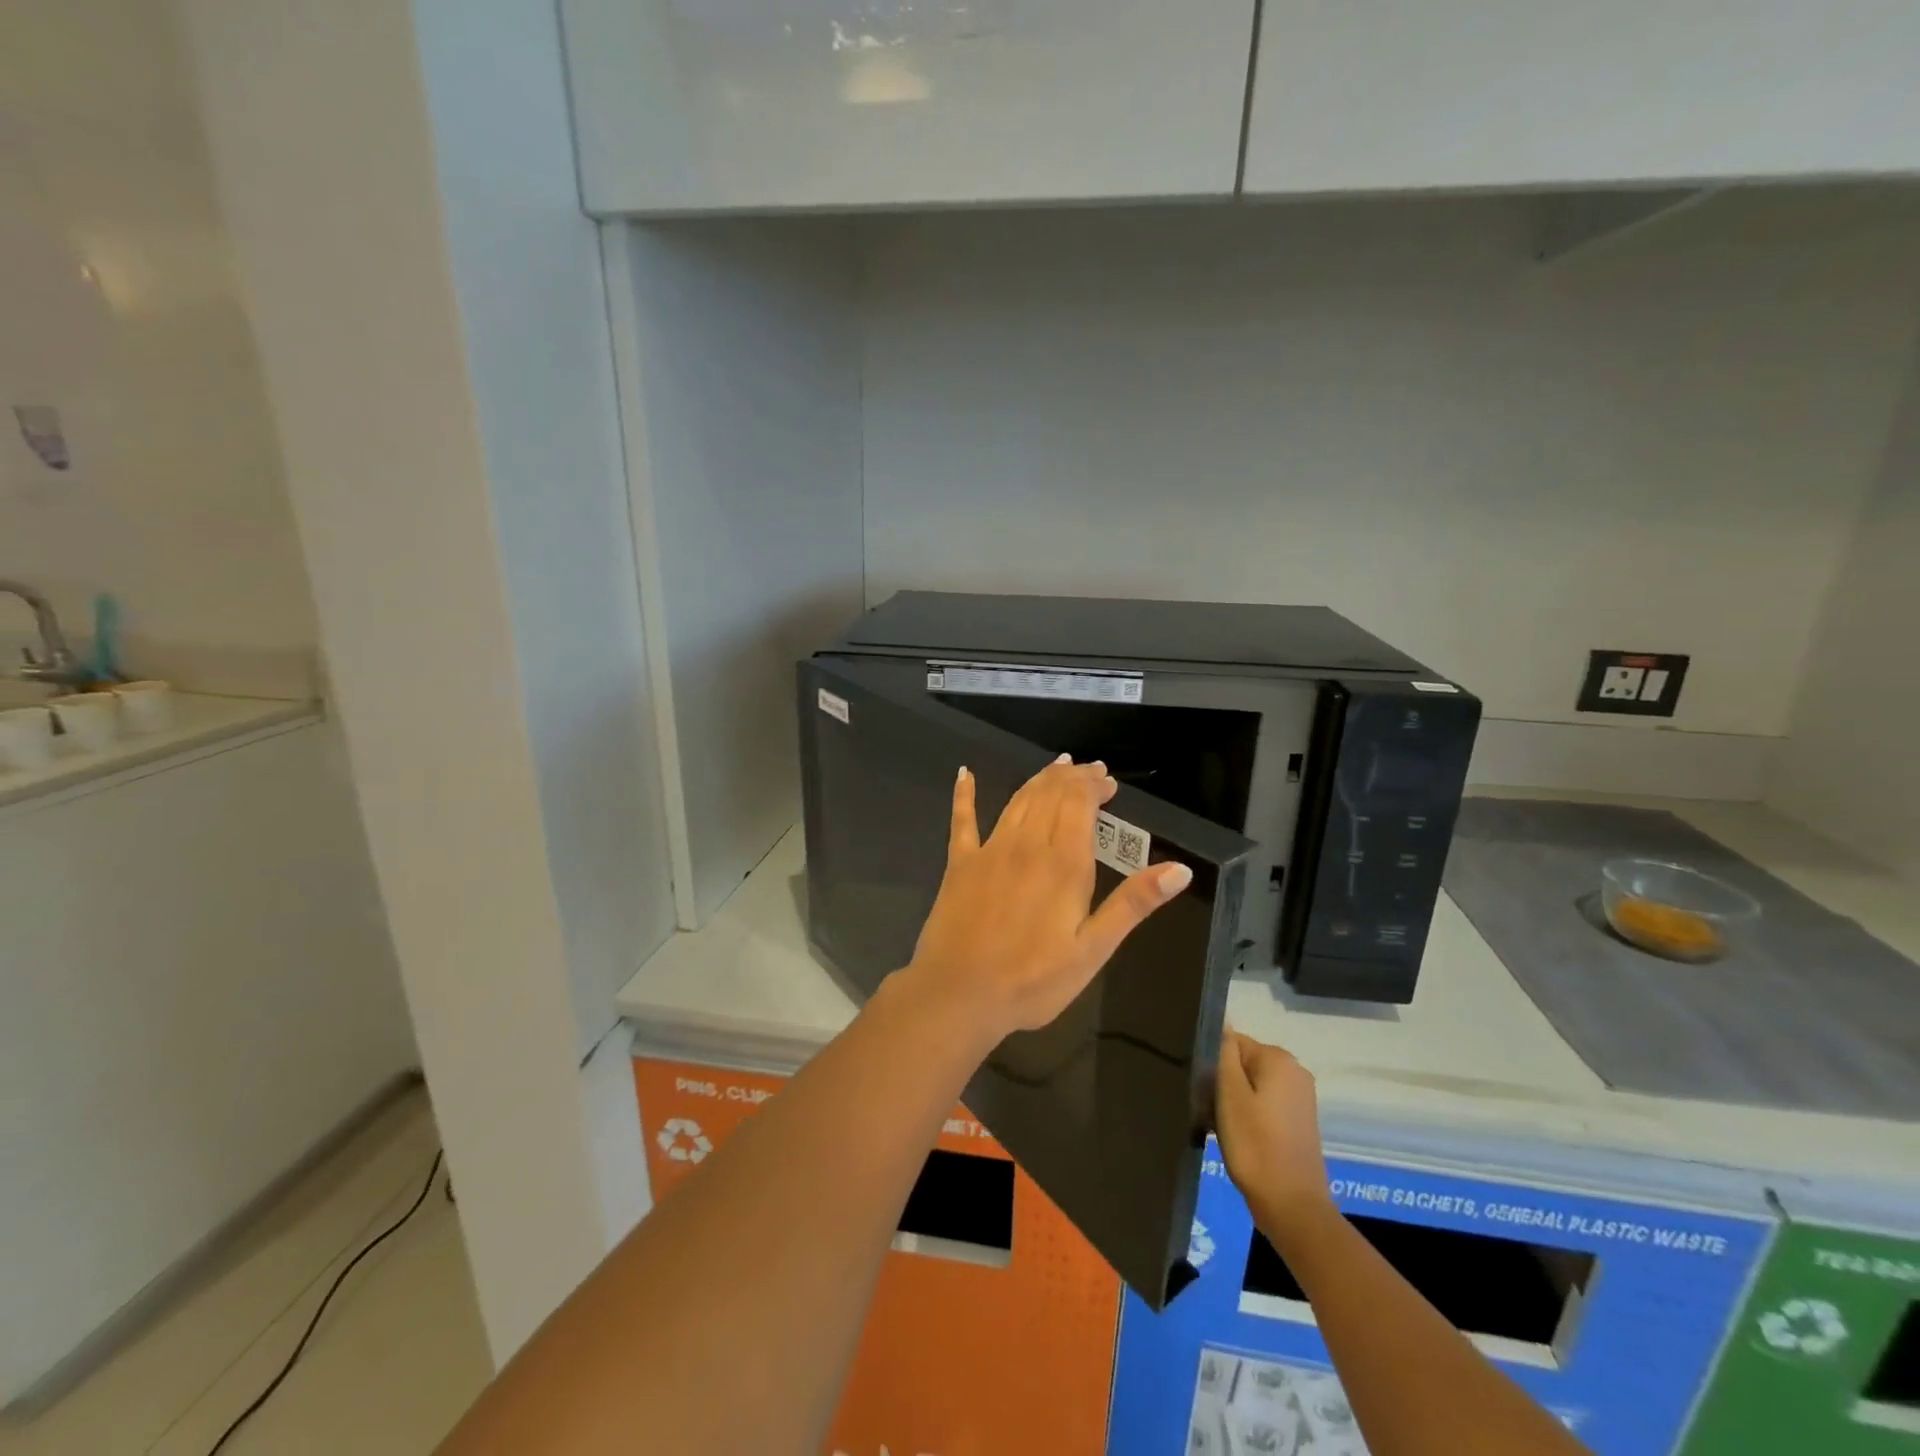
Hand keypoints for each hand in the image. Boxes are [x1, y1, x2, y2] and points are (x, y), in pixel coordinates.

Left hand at [903, 755, 1193, 1041]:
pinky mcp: (960, 864)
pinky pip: (962, 820)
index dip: (1094, 786)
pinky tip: (965, 774)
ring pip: (1017, 801)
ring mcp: (989, 851)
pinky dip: (964, 794)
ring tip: (1055, 768)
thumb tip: (1179, 870)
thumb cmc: (1033, 980)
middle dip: (1072, 778)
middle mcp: (1026, 845)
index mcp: (1063, 863)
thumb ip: (1132, 905)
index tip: (1108, 782)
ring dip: (1039, 780)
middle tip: (1088, 770)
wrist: (959, 994)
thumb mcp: (1093, 950)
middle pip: (1050, 795)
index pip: (1079, 804)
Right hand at [1216, 1029, 1334, 1248]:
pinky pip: (1263, 1104)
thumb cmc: (1255, 1145)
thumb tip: (1223, 1025)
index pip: (1231, 1042)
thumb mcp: (1230, 1094)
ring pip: (1251, 1085)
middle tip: (1210, 1111)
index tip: (1204, 1091)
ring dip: (1232, 1102)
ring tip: (1221, 1127)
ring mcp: (1300, 1097)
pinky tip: (1237, 1138)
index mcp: (1279, 1059)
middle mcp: (1294, 1071)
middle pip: (1242, 1063)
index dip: (1213, 1064)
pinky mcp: (1298, 1121)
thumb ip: (1225, 1054)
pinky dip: (1248, 1116)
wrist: (1292, 1207)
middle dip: (1222, 1083)